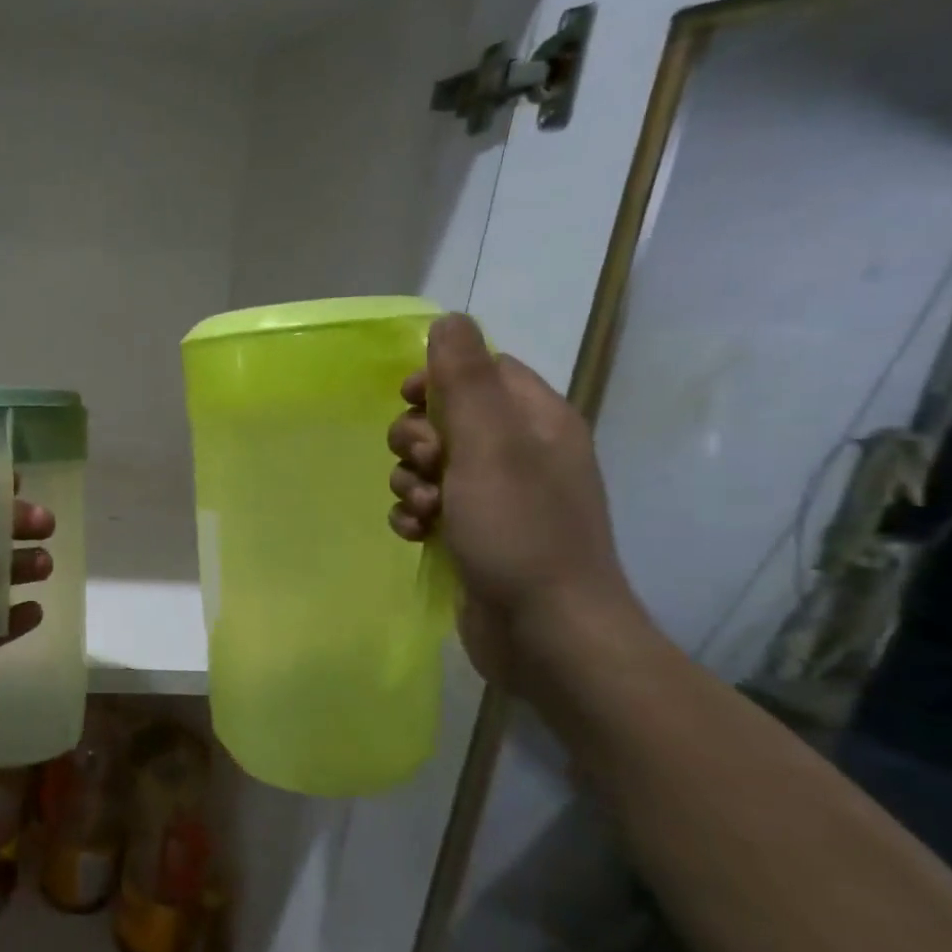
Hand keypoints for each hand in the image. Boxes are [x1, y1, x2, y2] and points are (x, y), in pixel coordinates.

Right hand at [386, 313, 642, 692]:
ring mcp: (497, 497)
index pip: (483, 371)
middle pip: (448, 419)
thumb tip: (449, 320)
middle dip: (417, 439)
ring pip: (431, 466)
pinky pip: (430, 506)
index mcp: (537, 421)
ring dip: (410, 481)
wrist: (545, 631)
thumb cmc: (520, 530)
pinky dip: (415, 515)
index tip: (406, 399)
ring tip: (423, 509)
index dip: (438, 379)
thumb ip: (464, 381)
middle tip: (425, 464)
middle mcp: (520, 453)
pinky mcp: (475, 534)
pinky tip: (416, 534)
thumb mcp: (489, 445)